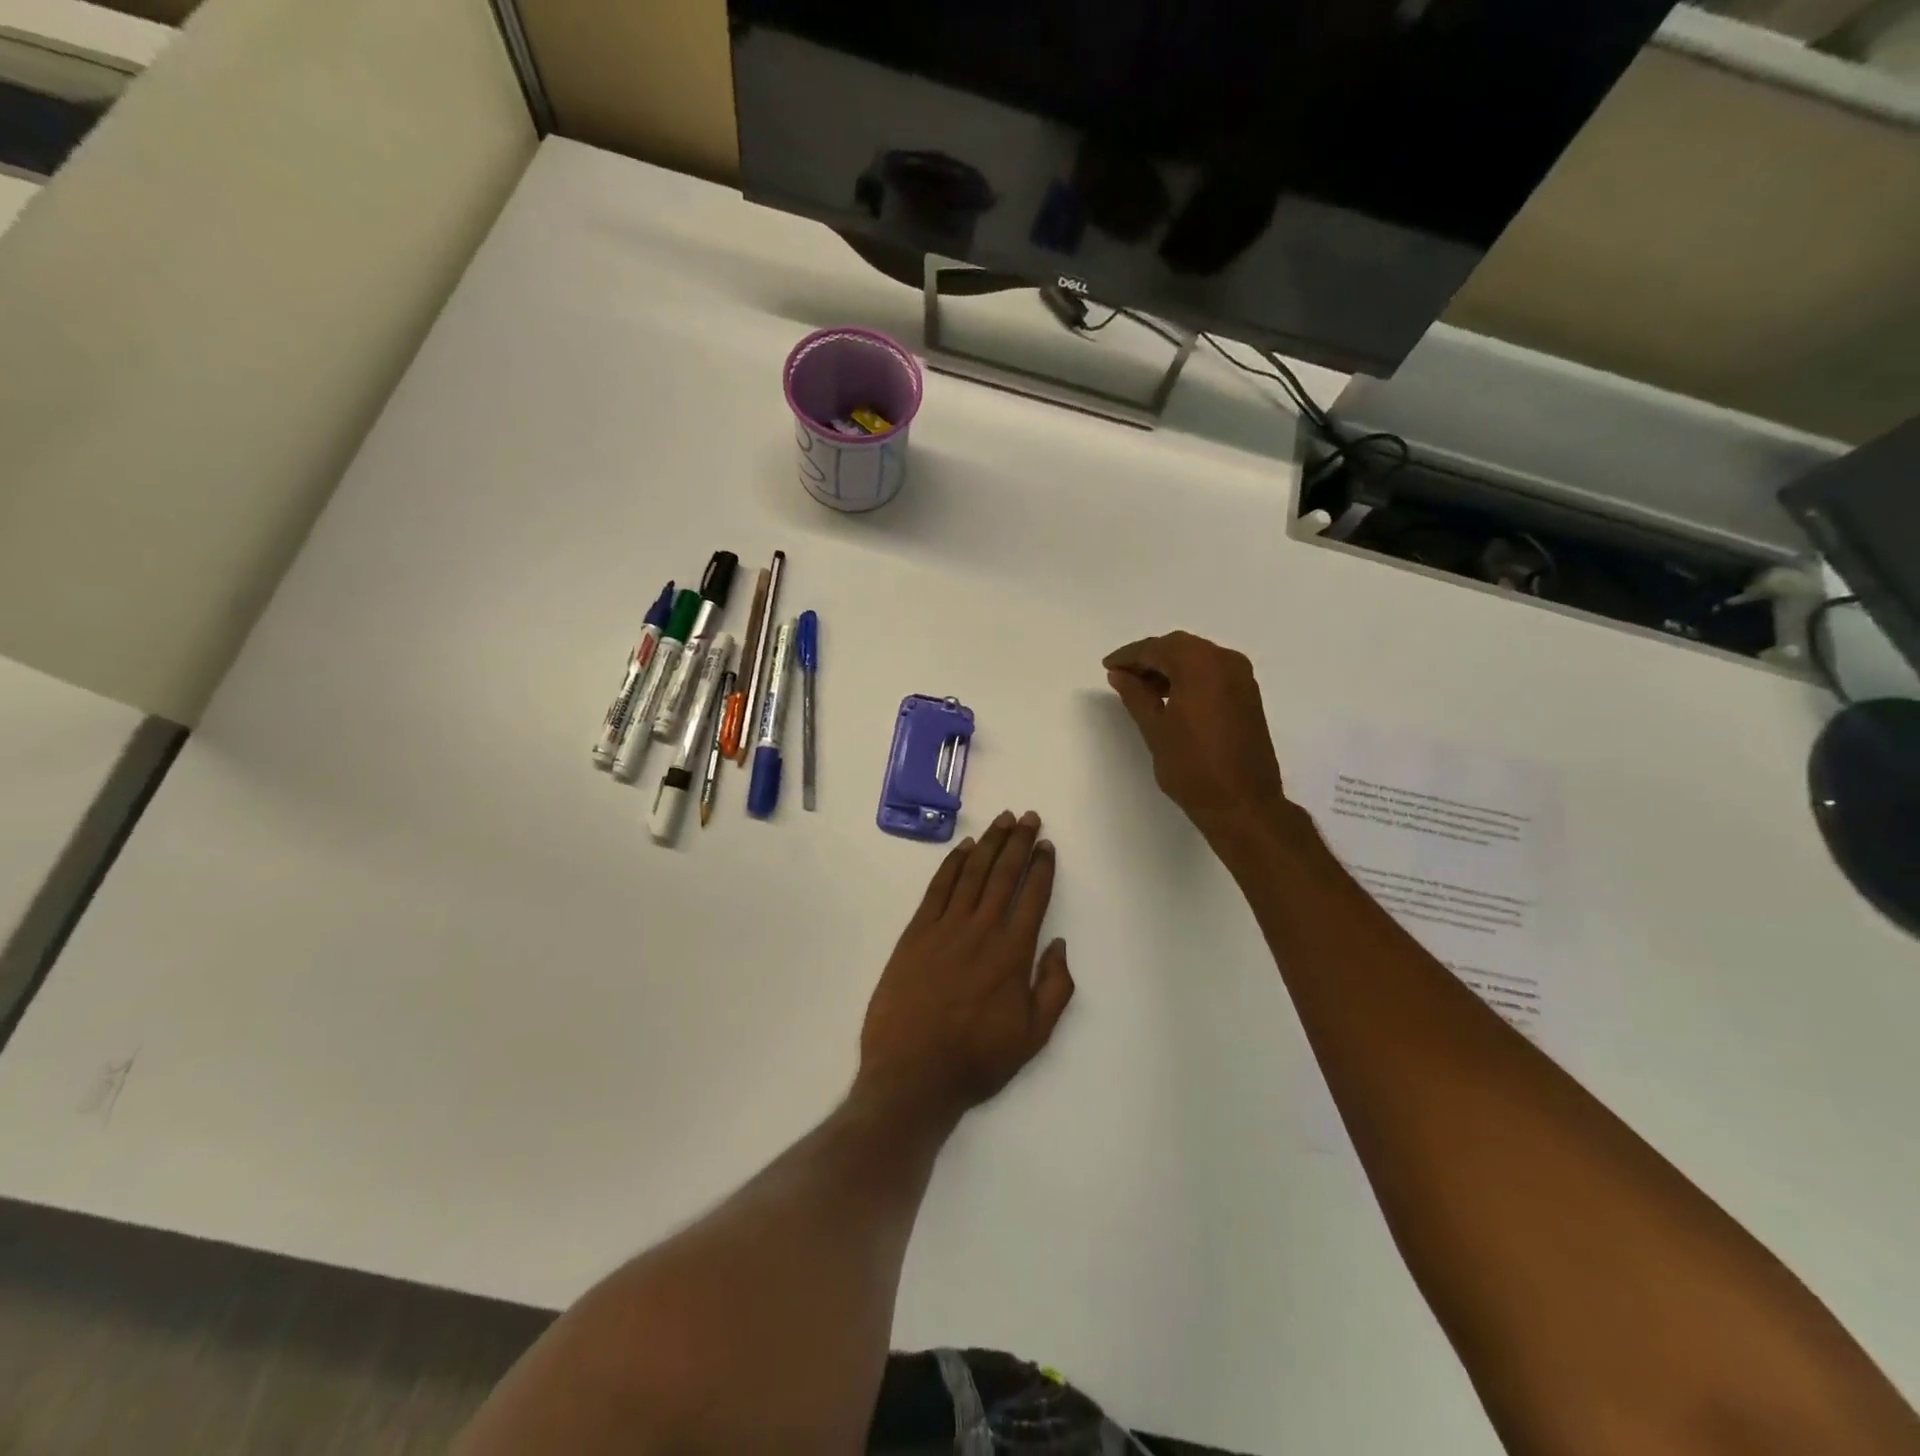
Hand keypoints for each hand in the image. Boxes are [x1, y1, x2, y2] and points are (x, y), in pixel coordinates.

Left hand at [857, 811, 1073, 1125]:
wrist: (912, 1073)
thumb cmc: (977, 1058)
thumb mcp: (1033, 1036)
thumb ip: (1055, 988)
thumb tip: (1059, 945)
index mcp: (1013, 953)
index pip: (1033, 897)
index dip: (1042, 867)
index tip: (1047, 845)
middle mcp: (982, 930)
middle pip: (1004, 874)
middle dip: (1019, 843)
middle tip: (1029, 817)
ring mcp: (946, 927)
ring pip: (972, 873)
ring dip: (989, 844)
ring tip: (1002, 820)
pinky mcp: (916, 932)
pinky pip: (937, 888)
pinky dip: (952, 864)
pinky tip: (963, 848)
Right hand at [1103, 631, 1299, 846]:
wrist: (1242, 803)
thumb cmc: (1192, 767)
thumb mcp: (1155, 729)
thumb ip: (1136, 695)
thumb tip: (1120, 674)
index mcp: (1200, 665)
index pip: (1157, 648)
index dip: (1129, 656)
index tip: (1108, 667)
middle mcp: (1225, 661)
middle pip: (1180, 647)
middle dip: (1150, 658)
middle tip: (1123, 676)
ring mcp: (1241, 677)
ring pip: (1198, 658)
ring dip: (1170, 667)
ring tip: (1143, 690)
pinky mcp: (1248, 695)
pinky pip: (1213, 672)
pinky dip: (1190, 676)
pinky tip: (1171, 697)